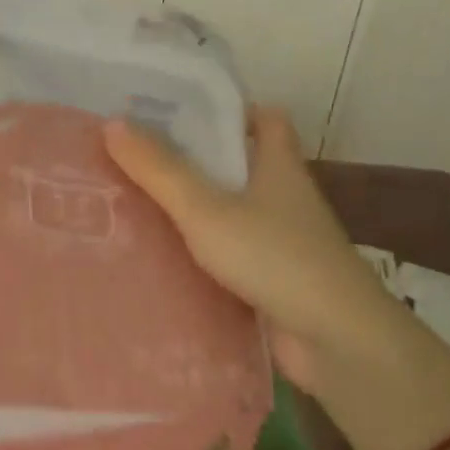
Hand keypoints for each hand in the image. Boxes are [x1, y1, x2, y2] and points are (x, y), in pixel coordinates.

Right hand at [103, 108, 395, 390]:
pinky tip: (168, 255)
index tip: (183, 113)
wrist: (336, 339)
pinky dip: (207, 250)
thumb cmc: (274, 256)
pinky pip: (235, 252)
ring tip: (142, 201)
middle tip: (145, 156)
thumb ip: (160, 170)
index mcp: (280, 165)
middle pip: (244, 164)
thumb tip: (112, 124)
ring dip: (200, 206)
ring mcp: (285, 240)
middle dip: (200, 158)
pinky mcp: (277, 278)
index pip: (266, 118)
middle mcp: (286, 197)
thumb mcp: (207, 209)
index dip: (231, 110)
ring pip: (237, 210)